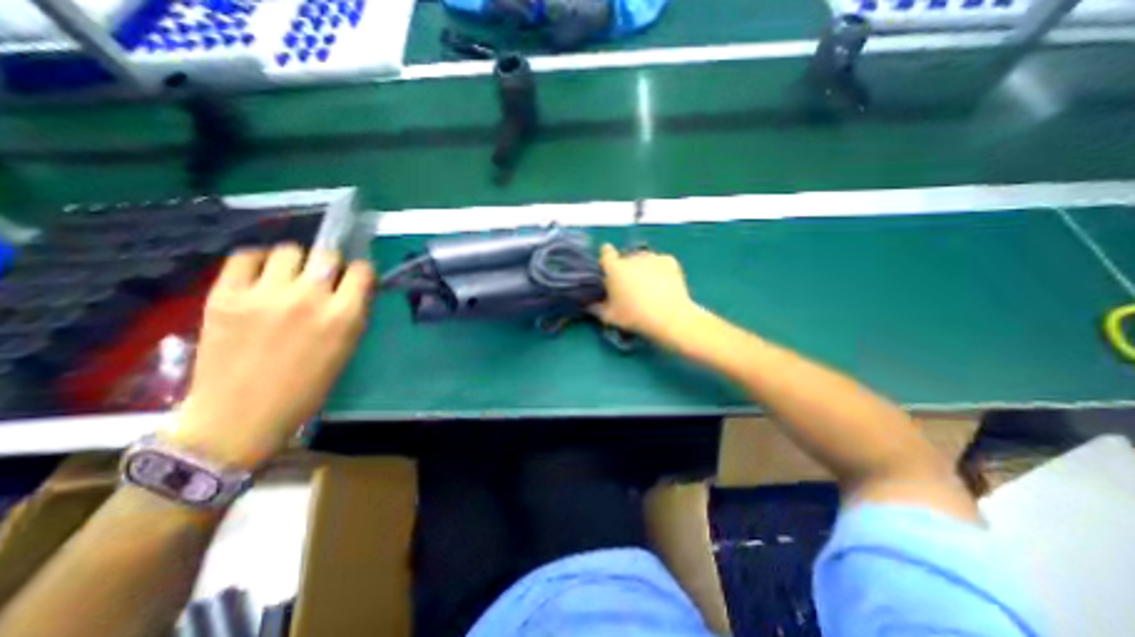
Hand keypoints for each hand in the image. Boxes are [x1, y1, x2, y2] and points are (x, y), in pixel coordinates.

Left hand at [167, 246, 374, 469]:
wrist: (242, 414)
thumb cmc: (307, 386)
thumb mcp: (346, 348)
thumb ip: (353, 313)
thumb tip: (353, 288)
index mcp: (343, 315)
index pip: (361, 270)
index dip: (360, 273)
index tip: (353, 280)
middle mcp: (308, 298)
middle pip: (326, 253)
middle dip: (329, 263)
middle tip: (321, 279)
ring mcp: (264, 294)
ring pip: (288, 250)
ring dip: (295, 261)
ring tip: (288, 278)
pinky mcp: (225, 295)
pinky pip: (245, 256)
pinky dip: (257, 260)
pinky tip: (261, 276)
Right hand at [594, 245, 701, 345]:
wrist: (669, 317)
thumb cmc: (634, 317)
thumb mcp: (609, 317)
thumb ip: (596, 308)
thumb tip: (589, 305)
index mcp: (615, 268)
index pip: (605, 252)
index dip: (606, 259)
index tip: (608, 269)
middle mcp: (632, 257)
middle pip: (626, 258)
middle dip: (626, 269)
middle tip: (630, 287)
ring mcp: (652, 257)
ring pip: (643, 259)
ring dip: (642, 268)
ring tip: (648, 287)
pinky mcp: (669, 261)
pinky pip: (660, 263)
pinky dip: (660, 270)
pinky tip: (663, 284)